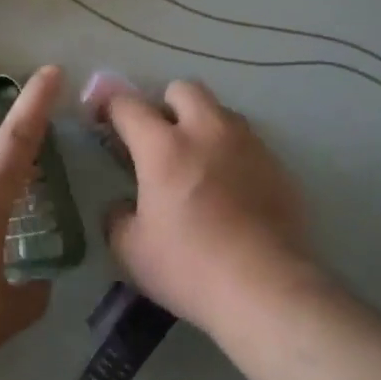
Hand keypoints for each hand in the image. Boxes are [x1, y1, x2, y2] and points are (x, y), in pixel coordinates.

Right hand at [103, 80, 319, 335]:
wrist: (267, 290)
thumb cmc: (189, 267)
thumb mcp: (130, 250)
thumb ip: (118, 216)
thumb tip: (124, 205)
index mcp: (163, 146)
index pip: (128, 105)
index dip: (109, 107)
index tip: (102, 121)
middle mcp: (207, 132)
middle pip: (183, 89)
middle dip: (165, 105)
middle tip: (158, 139)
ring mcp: (248, 145)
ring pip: (221, 111)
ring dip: (203, 125)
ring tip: (197, 161)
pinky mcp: (278, 166)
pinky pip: (248, 142)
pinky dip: (232, 153)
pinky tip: (230, 189)